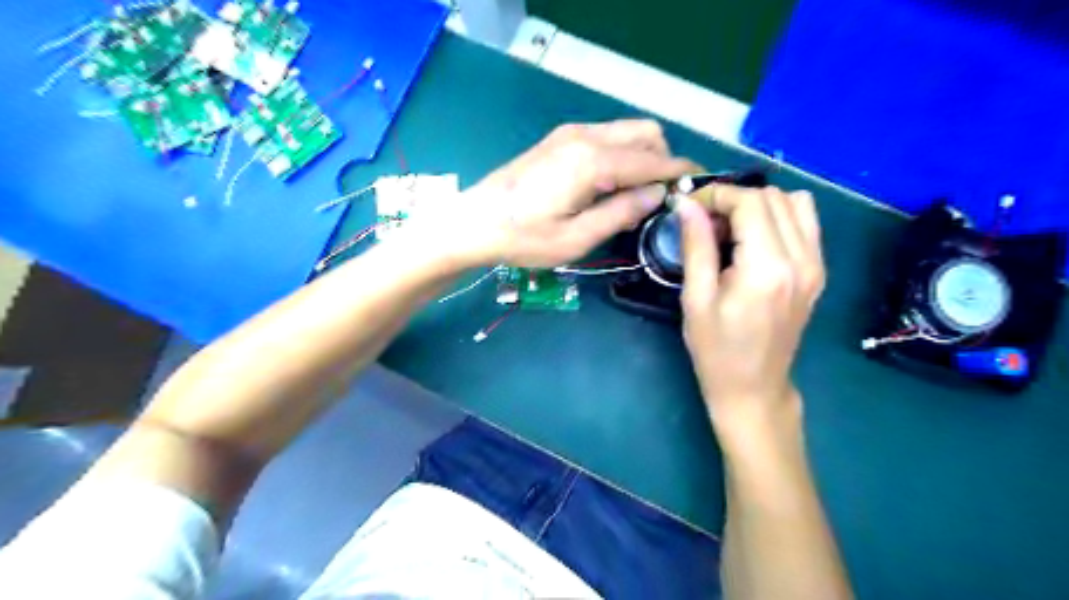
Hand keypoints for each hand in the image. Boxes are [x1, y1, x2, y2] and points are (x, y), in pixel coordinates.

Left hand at [423, 119, 697, 267]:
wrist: (474, 222)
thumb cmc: (524, 238)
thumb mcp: (576, 238)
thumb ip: (621, 213)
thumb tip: (657, 195)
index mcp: (593, 162)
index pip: (653, 160)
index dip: (681, 172)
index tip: (698, 187)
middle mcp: (587, 136)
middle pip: (646, 132)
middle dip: (663, 159)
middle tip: (660, 196)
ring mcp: (571, 133)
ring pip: (627, 131)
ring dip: (642, 156)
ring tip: (635, 194)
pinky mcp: (559, 139)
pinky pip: (606, 136)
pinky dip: (621, 154)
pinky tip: (609, 184)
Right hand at [676, 184, 824, 433]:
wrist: (754, 387)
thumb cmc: (716, 349)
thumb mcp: (695, 298)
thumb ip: (695, 245)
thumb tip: (686, 204)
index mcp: (767, 268)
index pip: (750, 202)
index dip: (716, 195)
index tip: (690, 206)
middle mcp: (801, 259)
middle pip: (772, 197)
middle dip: (734, 198)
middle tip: (705, 222)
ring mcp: (816, 265)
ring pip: (794, 203)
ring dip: (758, 205)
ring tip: (730, 229)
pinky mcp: (819, 271)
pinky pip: (805, 223)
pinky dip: (778, 217)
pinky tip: (753, 240)